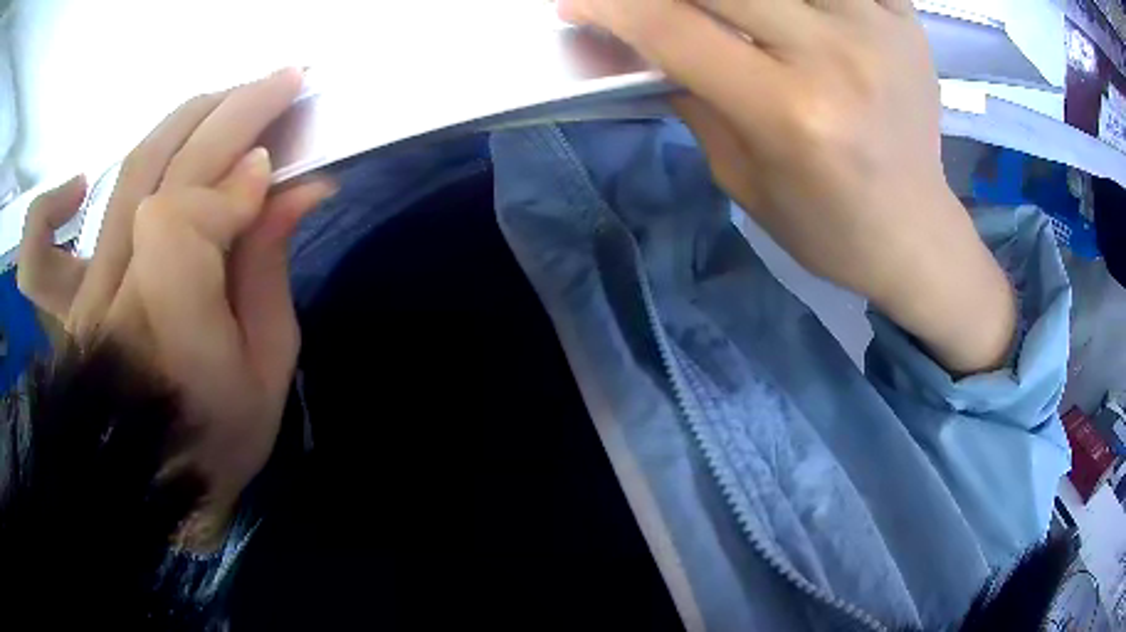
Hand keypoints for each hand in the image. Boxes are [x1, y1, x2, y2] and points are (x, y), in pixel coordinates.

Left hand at [18, 69, 333, 547]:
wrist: (164, 490)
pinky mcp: (63, 308)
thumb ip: (271, 273)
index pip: (183, 222)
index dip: (234, 184)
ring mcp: (82, 300)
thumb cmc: (221, 442)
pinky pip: (37, 254)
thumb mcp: (268, 370)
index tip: (277, 172)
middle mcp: (115, 301)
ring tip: (220, 103)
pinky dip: (51, 210)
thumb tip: (298, 187)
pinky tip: (81, 186)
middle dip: (230, 114)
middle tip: (277, 84)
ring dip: (179, 124)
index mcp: (170, 337)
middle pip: (163, 173)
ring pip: (121, 179)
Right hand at [560, 0, 1015, 373]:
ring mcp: (876, 27)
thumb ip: (695, 98)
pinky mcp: (903, 18)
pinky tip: (785, 8)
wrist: (914, 232)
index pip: (672, 27)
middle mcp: (833, 56)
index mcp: (788, 112)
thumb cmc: (828, 226)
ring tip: (721, 10)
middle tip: (643, 2)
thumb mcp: (744, 180)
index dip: (609, 6)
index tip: (577, 4)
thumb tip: (649, 40)